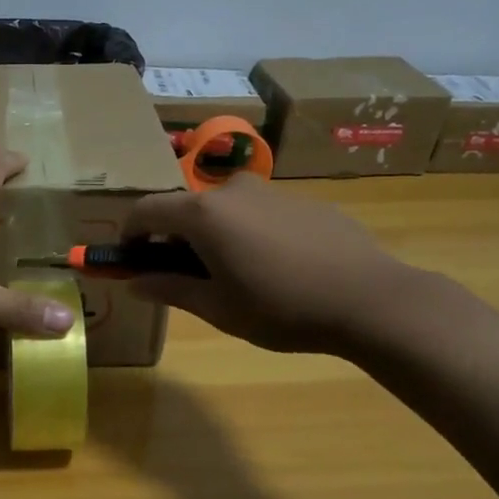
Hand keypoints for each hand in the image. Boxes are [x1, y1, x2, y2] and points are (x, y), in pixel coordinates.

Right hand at [123, 174, 415, 353]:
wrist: (369, 298)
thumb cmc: (281, 308)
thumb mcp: (217, 308)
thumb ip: (169, 289)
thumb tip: (134, 282)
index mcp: (203, 214)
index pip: (145, 210)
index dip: (129, 234)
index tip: (130, 259)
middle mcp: (231, 190)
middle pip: (186, 209)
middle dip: (174, 239)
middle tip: (185, 277)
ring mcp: (271, 191)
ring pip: (224, 210)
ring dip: (213, 236)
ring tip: (235, 276)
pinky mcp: (302, 201)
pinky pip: (259, 213)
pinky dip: (249, 233)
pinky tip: (275, 268)